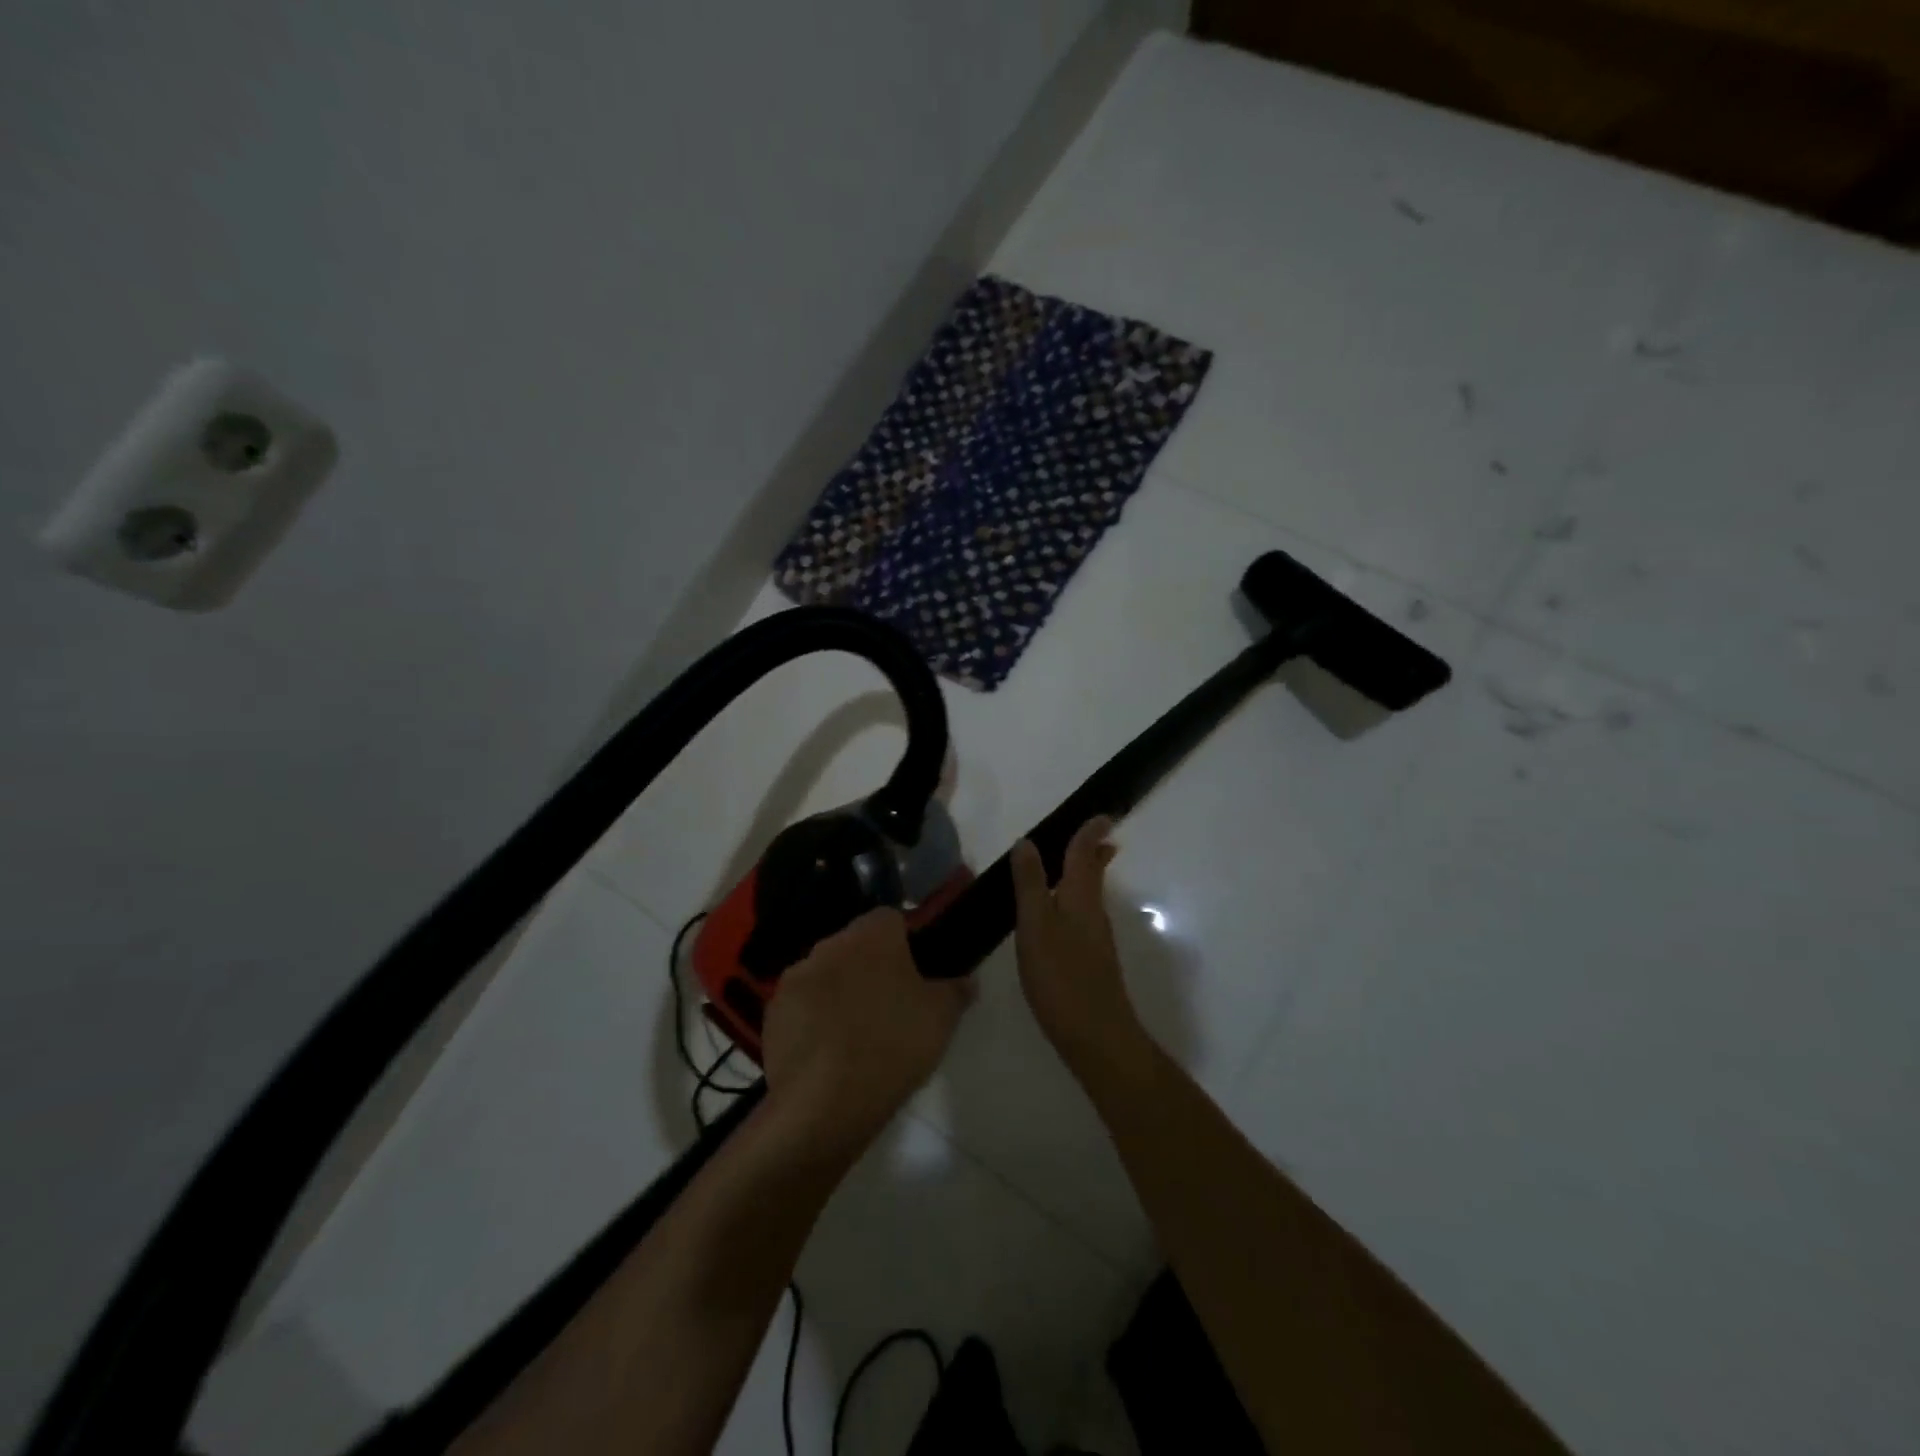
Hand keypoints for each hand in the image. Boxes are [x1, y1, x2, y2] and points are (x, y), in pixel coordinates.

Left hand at [761, 908, 970, 1157]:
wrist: (826, 1103)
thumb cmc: (893, 1045)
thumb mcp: (942, 1018)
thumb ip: (956, 989)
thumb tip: (966, 979)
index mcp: (872, 935)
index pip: (891, 918)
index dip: (905, 942)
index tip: (915, 974)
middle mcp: (830, 944)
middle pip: (856, 945)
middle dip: (870, 966)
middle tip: (890, 1004)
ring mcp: (796, 977)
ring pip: (826, 973)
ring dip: (839, 991)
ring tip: (856, 1032)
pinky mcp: (773, 1011)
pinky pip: (802, 1004)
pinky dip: (813, 1018)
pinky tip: (828, 1051)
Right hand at [1010, 818, 1147, 1076]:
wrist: (1096, 1036)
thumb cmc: (1061, 976)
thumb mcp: (1036, 926)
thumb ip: (1031, 884)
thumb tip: (1027, 843)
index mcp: (1080, 897)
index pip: (1086, 855)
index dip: (1091, 832)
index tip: (1103, 814)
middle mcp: (1093, 912)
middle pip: (1094, 873)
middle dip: (1094, 852)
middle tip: (1097, 834)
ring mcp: (1095, 939)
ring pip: (1090, 895)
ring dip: (1085, 874)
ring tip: (1073, 864)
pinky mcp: (1091, 961)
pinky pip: (1083, 915)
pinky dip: (1075, 900)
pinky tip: (1061, 913)